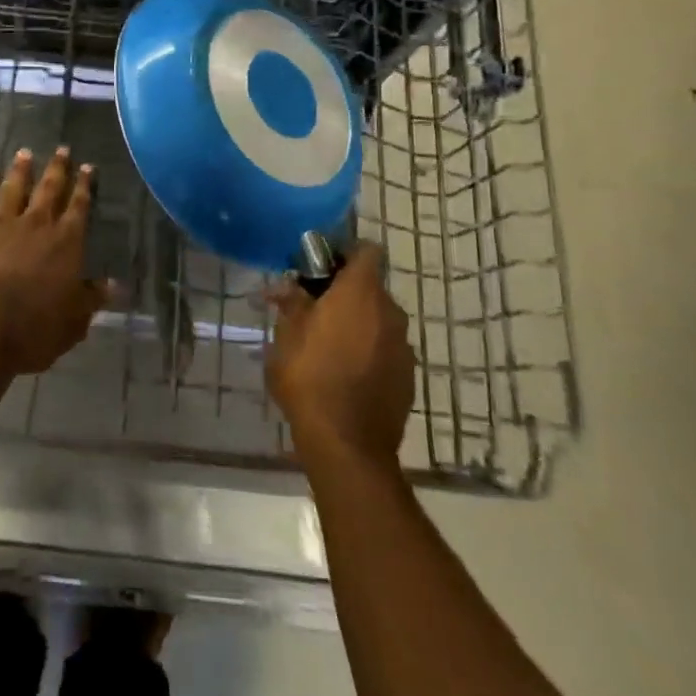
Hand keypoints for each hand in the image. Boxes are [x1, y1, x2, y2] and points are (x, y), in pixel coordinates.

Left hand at [0, 147, 110, 376]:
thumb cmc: (29, 330)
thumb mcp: (72, 323)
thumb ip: (91, 299)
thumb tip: (114, 285)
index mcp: (65, 243)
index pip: (78, 208)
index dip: (84, 187)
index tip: (88, 167)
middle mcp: (35, 224)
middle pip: (48, 189)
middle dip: (57, 169)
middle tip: (61, 149)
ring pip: (13, 188)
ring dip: (20, 170)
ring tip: (25, 153)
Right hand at [267, 243, 414, 463]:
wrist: (347, 444)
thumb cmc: (310, 378)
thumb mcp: (286, 336)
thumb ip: (292, 304)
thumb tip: (288, 287)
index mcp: (360, 293)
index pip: (367, 250)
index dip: (345, 253)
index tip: (321, 268)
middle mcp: (389, 312)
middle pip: (370, 287)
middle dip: (344, 292)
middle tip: (312, 309)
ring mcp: (403, 346)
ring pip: (378, 319)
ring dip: (357, 323)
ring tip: (326, 344)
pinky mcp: (408, 375)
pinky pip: (386, 348)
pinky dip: (368, 350)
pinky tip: (344, 372)